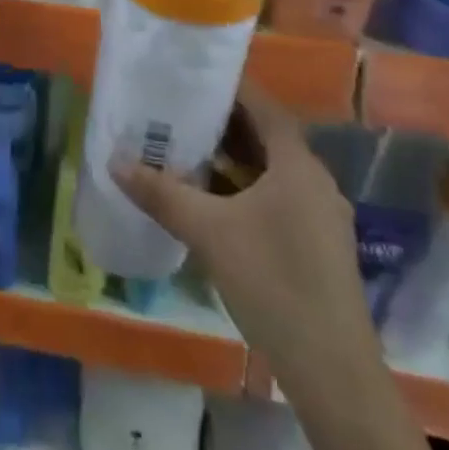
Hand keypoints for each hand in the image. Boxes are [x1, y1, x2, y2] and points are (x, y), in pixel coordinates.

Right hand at [111, 83, 364, 347]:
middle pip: (267, 137)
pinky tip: (213, 204)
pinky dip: (246, 189)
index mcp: (298, 165)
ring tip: (187, 152)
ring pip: (272, 171)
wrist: (332, 371)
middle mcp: (315, 182)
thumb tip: (115, 161)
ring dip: (234, 160)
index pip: (264, 107)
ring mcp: (320, 216)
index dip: (231, 89)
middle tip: (179, 114)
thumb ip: (162, 193)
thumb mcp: (209, 232)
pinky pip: (278, 198)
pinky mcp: (318, 246)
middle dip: (224, 125)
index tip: (193, 78)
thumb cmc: (272, 282)